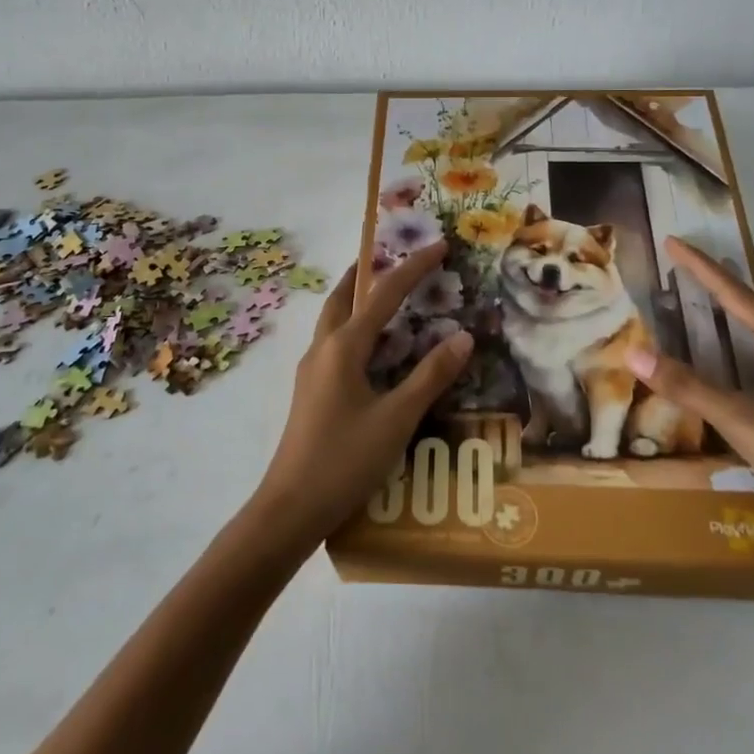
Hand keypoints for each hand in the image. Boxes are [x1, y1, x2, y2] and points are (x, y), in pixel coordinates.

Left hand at [246, 242, 473, 553]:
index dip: (414, 267)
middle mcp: (322, 349)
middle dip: (368, 271)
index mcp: (343, 347)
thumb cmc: (345, 460)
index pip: (385, 294)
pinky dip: (354, 327)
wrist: (290, 508)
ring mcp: (311, 370)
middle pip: (344, 295)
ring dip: (357, 298)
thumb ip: (431, 376)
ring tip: (384, 293)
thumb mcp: (397, 418)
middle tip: (394, 255)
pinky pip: (334, 342)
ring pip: (334, 318)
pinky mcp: (310, 390)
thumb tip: (463, 336)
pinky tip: (371, 348)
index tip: (439, 245)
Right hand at [627, 238, 753, 562]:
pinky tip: (743, 368)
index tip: (673, 241)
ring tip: (715, 307)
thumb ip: (687, 386)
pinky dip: (752, 348)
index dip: (702, 267)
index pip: (738, 294)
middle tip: (693, 270)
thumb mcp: (740, 420)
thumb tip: (634, 353)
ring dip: (743, 315)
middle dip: (726, 285)